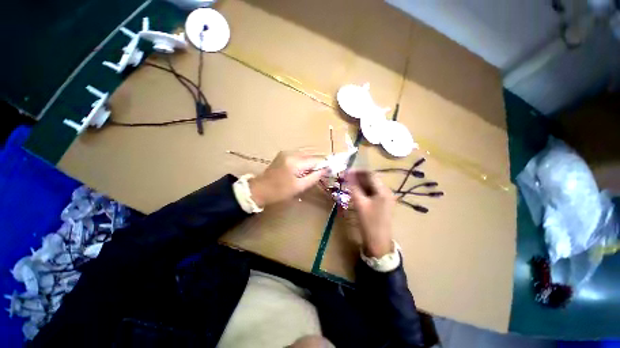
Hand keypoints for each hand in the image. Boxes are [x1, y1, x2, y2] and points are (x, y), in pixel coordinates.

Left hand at [249, 150, 326, 206]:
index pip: (316, 160)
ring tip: (309, 174)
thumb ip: (314, 177)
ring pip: (305, 156)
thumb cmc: (280, 191)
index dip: (324, 164)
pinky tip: (300, 171)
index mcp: (295, 162)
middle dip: (316, 164)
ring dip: (309, 164)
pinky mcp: (282, 155)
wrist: (260, 189)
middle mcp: (291, 153)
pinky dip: (302, 163)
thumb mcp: (299, 187)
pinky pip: (298, 157)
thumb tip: (326, 170)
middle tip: (319, 175)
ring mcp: (286, 153)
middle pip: (310, 156)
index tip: (330, 171)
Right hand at [346, 171, 394, 256]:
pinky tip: (355, 191)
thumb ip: (354, 187)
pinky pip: (373, 192)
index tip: (346, 171)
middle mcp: (387, 192)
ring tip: (349, 183)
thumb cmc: (369, 223)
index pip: (371, 174)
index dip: (358, 171)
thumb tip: (347, 174)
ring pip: (372, 185)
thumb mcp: (359, 204)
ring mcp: (386, 198)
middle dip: (358, 177)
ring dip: (360, 183)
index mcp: (383, 191)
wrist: (378, 242)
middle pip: (372, 179)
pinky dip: (364, 190)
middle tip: (346, 177)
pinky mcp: (383, 203)